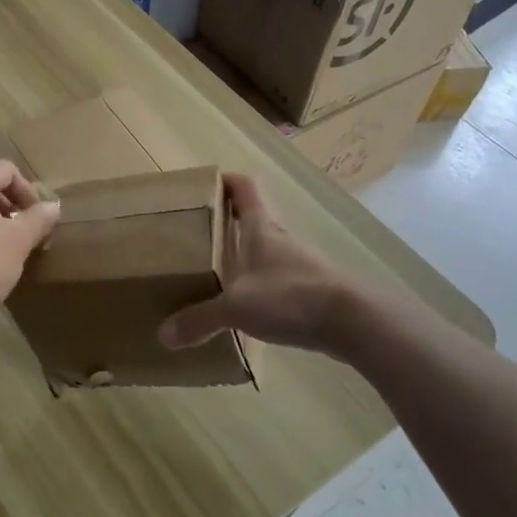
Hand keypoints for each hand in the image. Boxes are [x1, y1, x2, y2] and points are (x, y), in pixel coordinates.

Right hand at [158, 173, 360, 356]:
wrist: (352, 321)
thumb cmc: (290, 296)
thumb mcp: (236, 308)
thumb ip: (199, 319)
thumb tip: (164, 336)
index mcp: (260, 227)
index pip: (244, 186)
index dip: (225, 180)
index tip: (202, 187)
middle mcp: (279, 238)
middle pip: (252, 216)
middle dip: (225, 221)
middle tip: (195, 234)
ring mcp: (297, 263)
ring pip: (264, 249)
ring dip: (242, 254)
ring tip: (213, 272)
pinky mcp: (309, 288)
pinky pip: (275, 278)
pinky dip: (258, 284)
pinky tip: (243, 306)